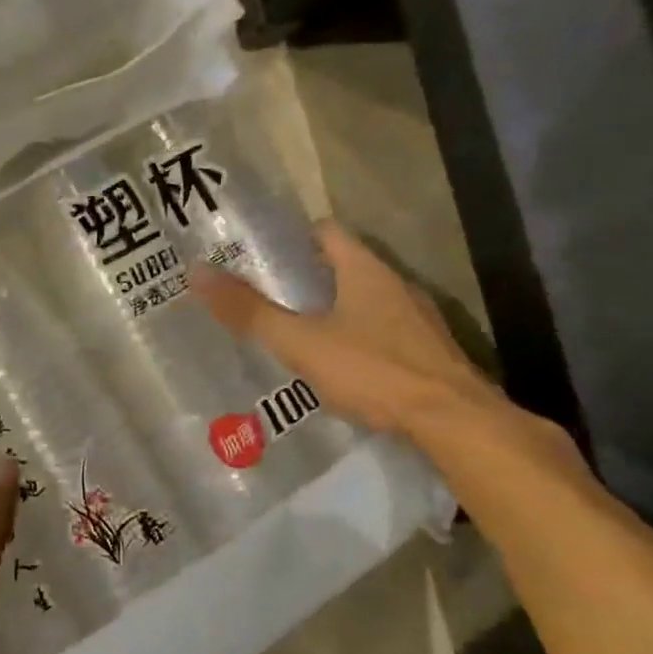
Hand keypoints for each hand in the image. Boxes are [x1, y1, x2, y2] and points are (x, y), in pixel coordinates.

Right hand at [194, 220, 502, 438]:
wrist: (455, 422)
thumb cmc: (373, 370)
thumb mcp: (300, 342)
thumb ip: (250, 311)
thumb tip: (197, 273)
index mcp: (365, 269)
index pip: (325, 231)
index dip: (291, 237)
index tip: (258, 254)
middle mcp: (395, 284)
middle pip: (344, 265)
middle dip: (305, 277)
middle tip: (264, 295)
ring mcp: (417, 319)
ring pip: (365, 300)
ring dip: (332, 308)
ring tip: (294, 330)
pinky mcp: (428, 352)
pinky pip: (383, 331)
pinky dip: (356, 337)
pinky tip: (338, 365)